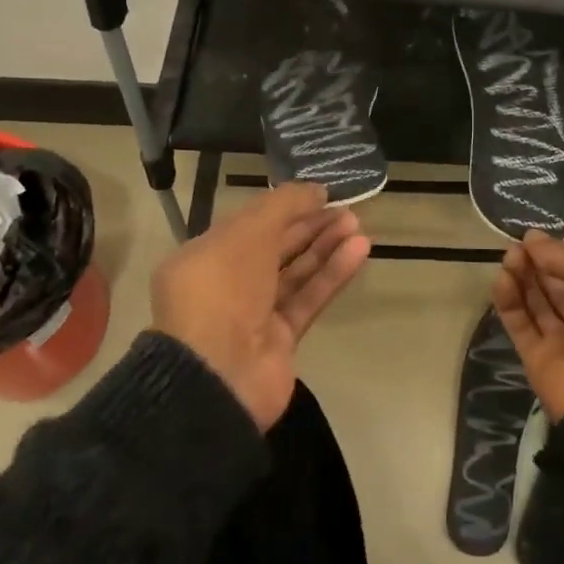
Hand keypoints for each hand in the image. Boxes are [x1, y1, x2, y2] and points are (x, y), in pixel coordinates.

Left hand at [151, 183, 370, 428]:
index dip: (285, 207)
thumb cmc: (222, 289)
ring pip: (295, 274)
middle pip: (274, 248)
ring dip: (325, 248)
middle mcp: (227, 284)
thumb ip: (282, 206)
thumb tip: (315, 190)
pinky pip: (308, 299)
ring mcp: (253, 315)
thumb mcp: (246, 233)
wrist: (217, 373)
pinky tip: (358, 250)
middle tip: (346, 209)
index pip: (249, 225)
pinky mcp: (280, 340)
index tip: (319, 194)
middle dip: (309, 226)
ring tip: (357, 225)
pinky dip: (332, 275)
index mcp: (205, 256)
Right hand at [492, 232, 563, 420]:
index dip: (556, 252)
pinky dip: (508, 302)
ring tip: (507, 260)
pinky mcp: (538, 359)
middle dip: (534, 263)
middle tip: (514, 248)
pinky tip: (501, 280)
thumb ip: (563, 253)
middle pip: (554, 285)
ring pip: (535, 304)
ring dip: (520, 278)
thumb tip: (531, 239)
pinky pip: (520, 326)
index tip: (531, 238)